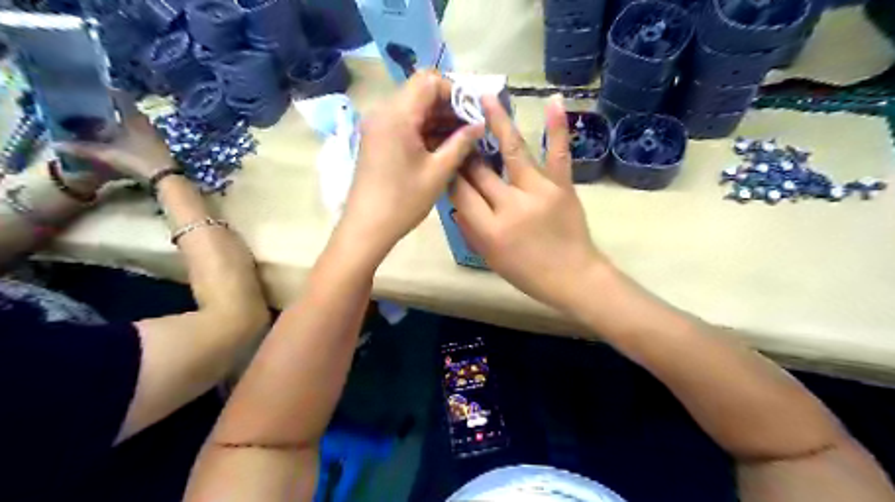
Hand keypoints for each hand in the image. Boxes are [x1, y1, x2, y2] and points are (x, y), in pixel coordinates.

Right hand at [54, 90, 176, 182]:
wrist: (166, 178)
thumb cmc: (137, 160)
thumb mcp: (107, 154)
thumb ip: (82, 148)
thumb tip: (56, 144)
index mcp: (135, 118)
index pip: (122, 97)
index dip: (108, 92)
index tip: (91, 91)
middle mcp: (146, 123)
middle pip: (127, 110)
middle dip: (109, 109)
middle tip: (90, 109)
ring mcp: (154, 135)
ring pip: (133, 123)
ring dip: (118, 123)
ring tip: (99, 125)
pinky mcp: (157, 146)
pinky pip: (139, 134)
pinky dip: (127, 134)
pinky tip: (117, 140)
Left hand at [340, 72, 486, 260]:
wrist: (366, 227)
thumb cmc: (403, 201)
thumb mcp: (438, 172)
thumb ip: (461, 143)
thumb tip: (479, 125)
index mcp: (397, 115)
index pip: (429, 81)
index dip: (455, 91)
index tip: (474, 112)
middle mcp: (383, 112)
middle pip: (420, 92)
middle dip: (449, 106)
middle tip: (472, 126)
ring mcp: (378, 126)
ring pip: (413, 109)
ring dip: (438, 119)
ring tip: (463, 138)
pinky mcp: (377, 139)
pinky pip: (404, 124)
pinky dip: (425, 130)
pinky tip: (444, 145)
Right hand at [451, 93, 603, 309]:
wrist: (573, 277)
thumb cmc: (528, 273)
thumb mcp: (490, 259)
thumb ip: (469, 230)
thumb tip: (455, 202)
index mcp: (490, 229)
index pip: (460, 192)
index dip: (450, 173)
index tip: (444, 158)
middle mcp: (511, 206)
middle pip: (480, 171)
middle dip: (465, 150)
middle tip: (456, 129)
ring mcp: (539, 192)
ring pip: (513, 152)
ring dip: (498, 123)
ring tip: (486, 98)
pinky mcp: (562, 186)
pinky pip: (558, 153)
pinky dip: (557, 127)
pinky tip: (552, 100)